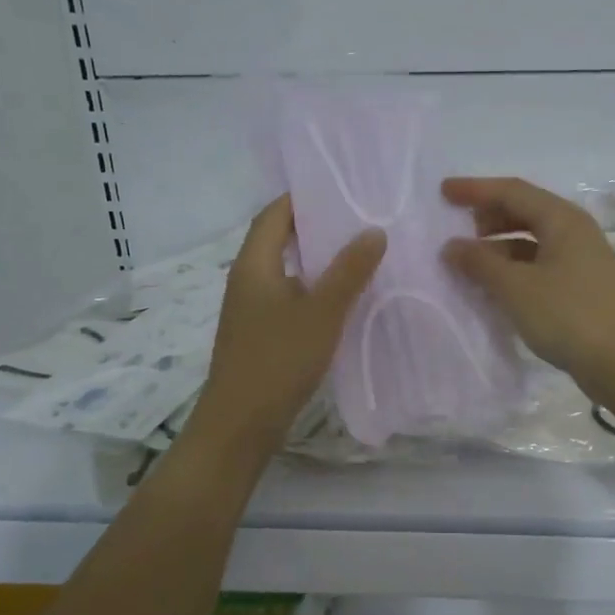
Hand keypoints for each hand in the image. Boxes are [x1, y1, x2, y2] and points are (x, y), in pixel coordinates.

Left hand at [190, 195, 385, 450]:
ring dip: (317, 261)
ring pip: (286, 271)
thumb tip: (374, 230)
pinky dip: (313, 290)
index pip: (273, 214)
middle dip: (315, 228)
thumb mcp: (321, 313)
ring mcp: (251, 310)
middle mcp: (247, 280)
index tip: (340, 190)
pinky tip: (343, 301)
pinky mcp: (260, 334)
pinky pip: (289, 298)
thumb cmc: (278, 361)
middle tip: (359, 220)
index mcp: (254, 265)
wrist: (240, 425)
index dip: (302, 198)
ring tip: (359, 254)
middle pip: (278, 240)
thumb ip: (348, 271)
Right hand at [441, 176, 614, 390]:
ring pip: (533, 239)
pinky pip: (541, 263)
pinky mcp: (583, 287)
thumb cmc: (568, 315)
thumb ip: (480, 263)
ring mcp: (582, 260)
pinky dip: (515, 267)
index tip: (443, 192)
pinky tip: (498, 286)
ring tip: (472, 261)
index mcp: (562, 219)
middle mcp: (575, 231)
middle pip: (526, 210)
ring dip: (500, 245)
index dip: (475, 190)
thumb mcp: (516, 288)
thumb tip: (451, 246)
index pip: (512, 191)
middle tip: (458, 227)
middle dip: (489, 215)